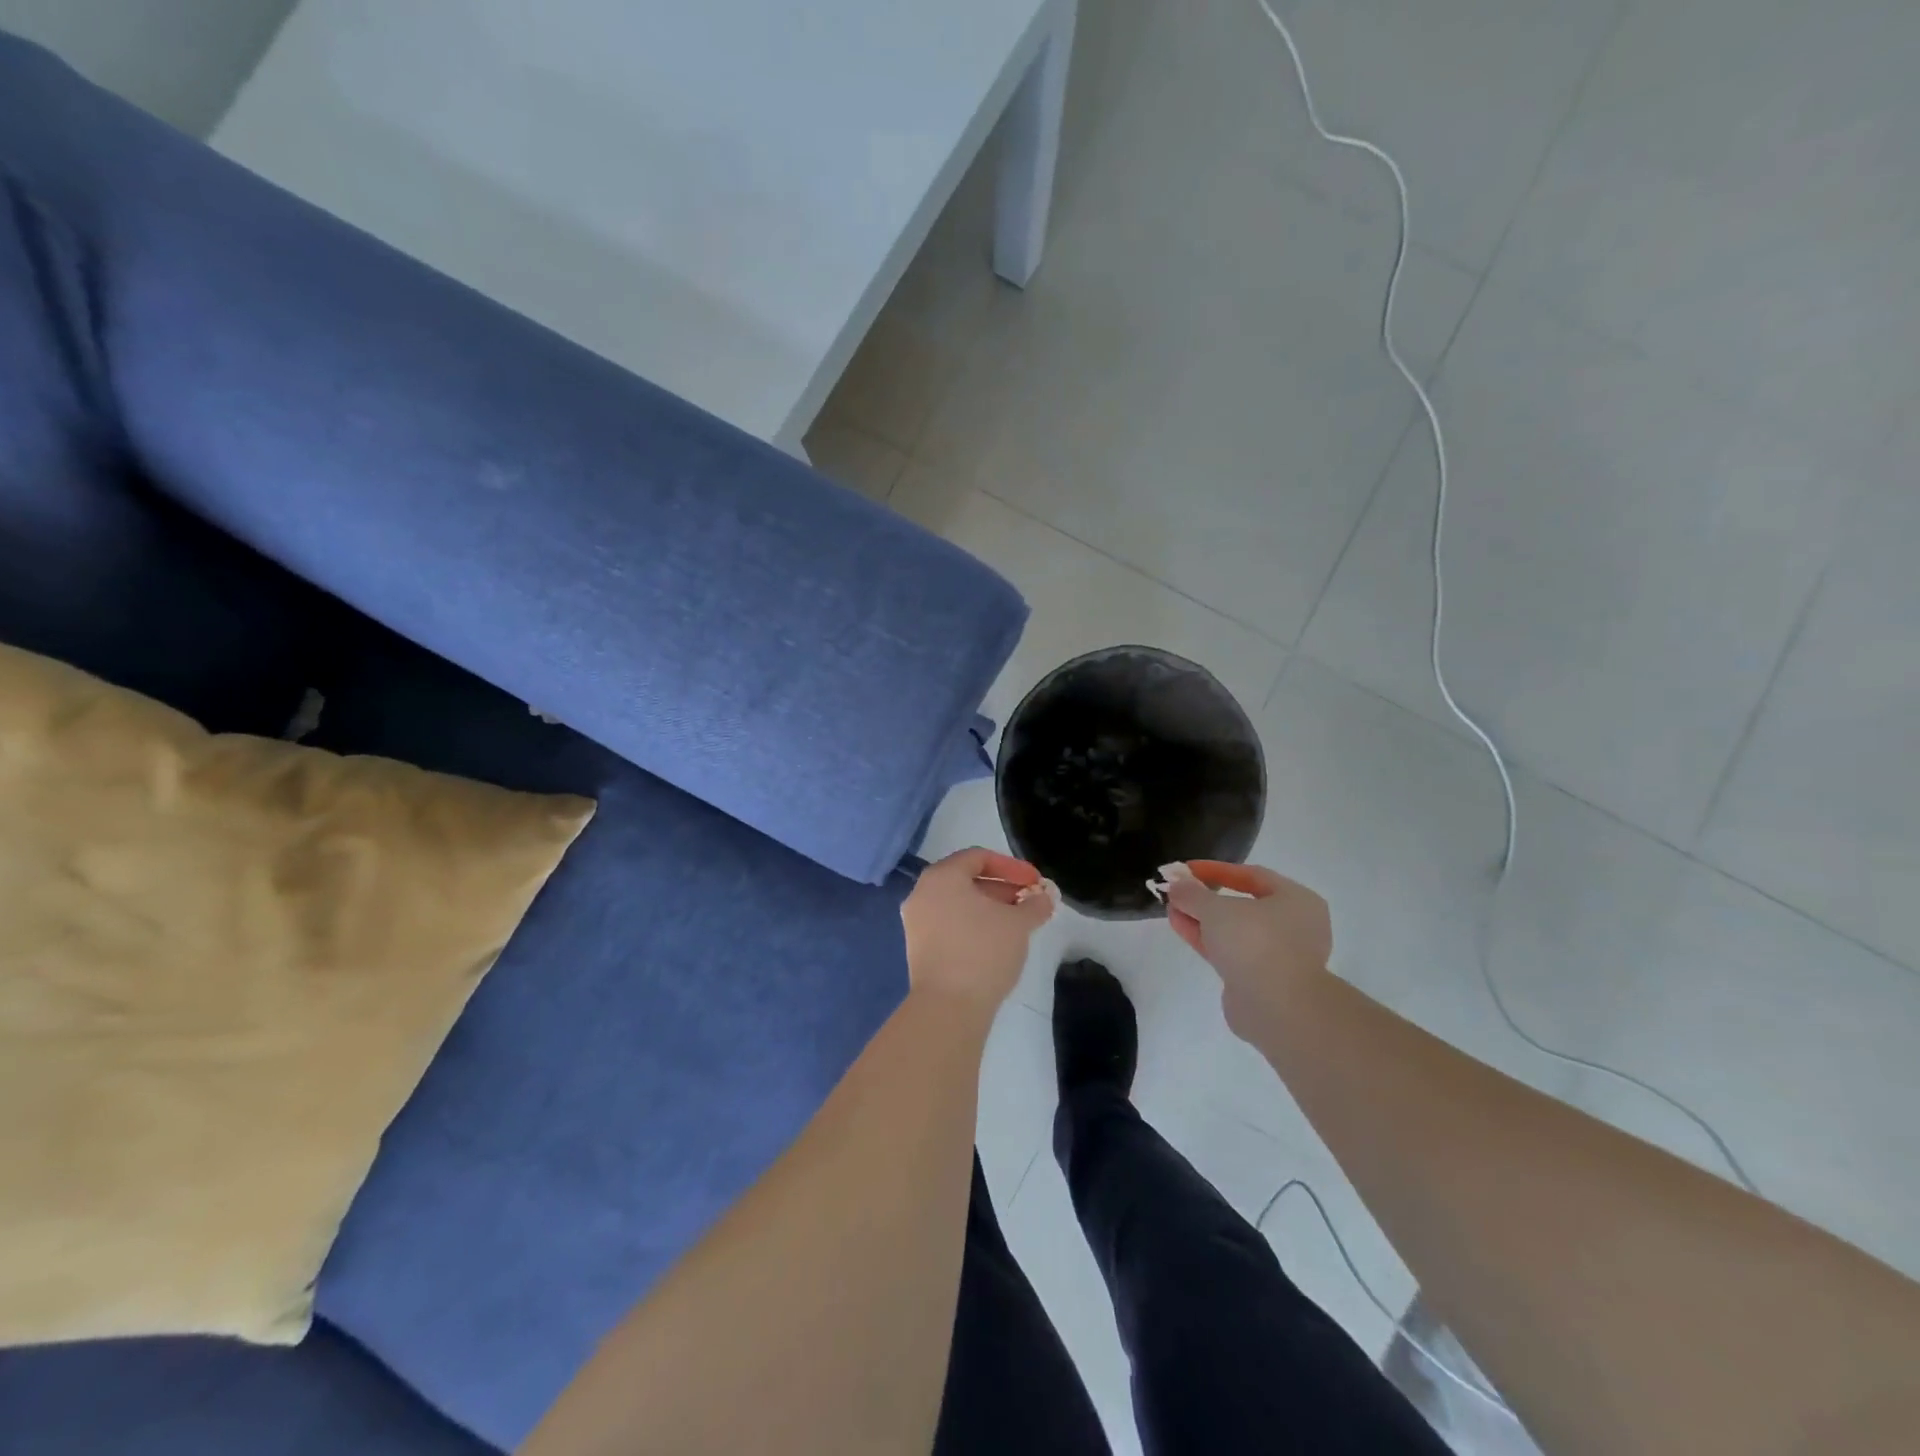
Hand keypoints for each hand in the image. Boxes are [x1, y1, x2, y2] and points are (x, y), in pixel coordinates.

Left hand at [902, 848, 1054, 1012]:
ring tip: (1017, 923)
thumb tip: (1044, 897)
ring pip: (958, 903)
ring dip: (989, 907)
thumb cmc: (983, 951)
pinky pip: (949, 923)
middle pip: (966, 879)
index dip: (1011, 866)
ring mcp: (917, 921)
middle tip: (1029, 902)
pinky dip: (973, 924)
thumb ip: (1034, 905)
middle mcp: (922, 893)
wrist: (948, 1007)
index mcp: (942, 876)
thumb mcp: (1018, 924)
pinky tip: (996, 942)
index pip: (978, 858)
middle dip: (1001, 888)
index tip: (1035, 882)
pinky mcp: (919, 948)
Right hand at [1165, 861, 1331, 1039]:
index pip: (1252, 875)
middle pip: (1243, 904)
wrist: (1276, 1008)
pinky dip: (1207, 939)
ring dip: (1202, 919)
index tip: (1185, 869)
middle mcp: (1293, 926)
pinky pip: (1231, 951)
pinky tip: (1181, 927)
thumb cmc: (1255, 943)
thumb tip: (1176, 885)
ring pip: (1234, 930)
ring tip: (1171, 908)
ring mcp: (1278, 956)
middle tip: (1178, 891)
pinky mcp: (1261, 980)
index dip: (1215, 869)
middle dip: (1206, 897)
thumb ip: (1192, 893)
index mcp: (1297, 901)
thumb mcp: (1216, 908)